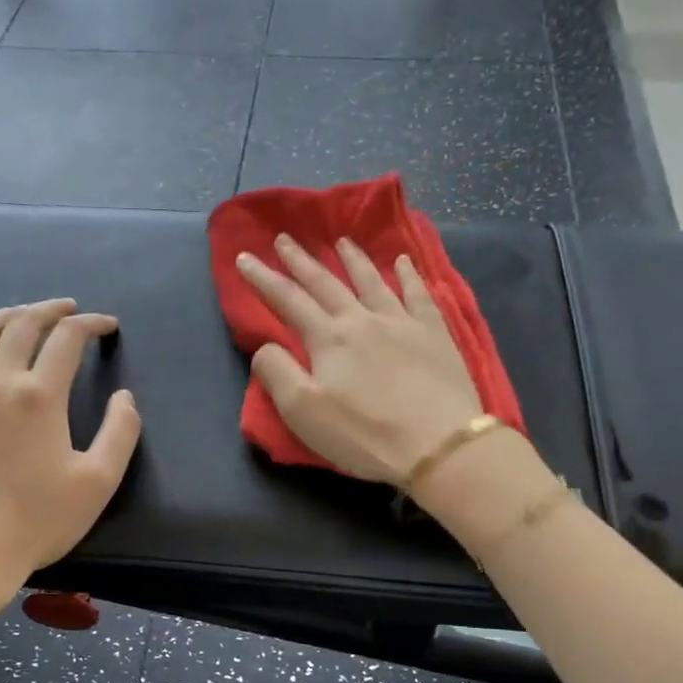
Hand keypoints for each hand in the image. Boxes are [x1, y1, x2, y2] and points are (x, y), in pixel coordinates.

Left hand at [0, 299, 140, 623]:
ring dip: (4, 316)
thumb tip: (125, 398)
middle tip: (69, 309)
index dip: (91, 324)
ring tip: (22, 314)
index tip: (108, 327)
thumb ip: (121, 432)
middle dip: (49, 309)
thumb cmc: (39, 519)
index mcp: (40, 396)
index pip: (67, 339)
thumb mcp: (98, 481)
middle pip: (21, 325)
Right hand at [235, 233, 483, 486]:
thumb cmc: (364, 434)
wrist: (438, 444)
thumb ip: (277, 373)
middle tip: (285, 238)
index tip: (244, 257)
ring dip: (353, 259)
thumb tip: (265, 346)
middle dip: (301, 260)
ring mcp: (402, 323)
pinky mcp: (435, 334)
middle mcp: (362, 320)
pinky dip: (409, 275)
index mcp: (328, 339)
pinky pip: (419, 294)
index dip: (263, 278)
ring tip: (341, 240)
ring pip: (372, 281)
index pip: (287, 300)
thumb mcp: (303, 412)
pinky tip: (404, 261)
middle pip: (326, 283)